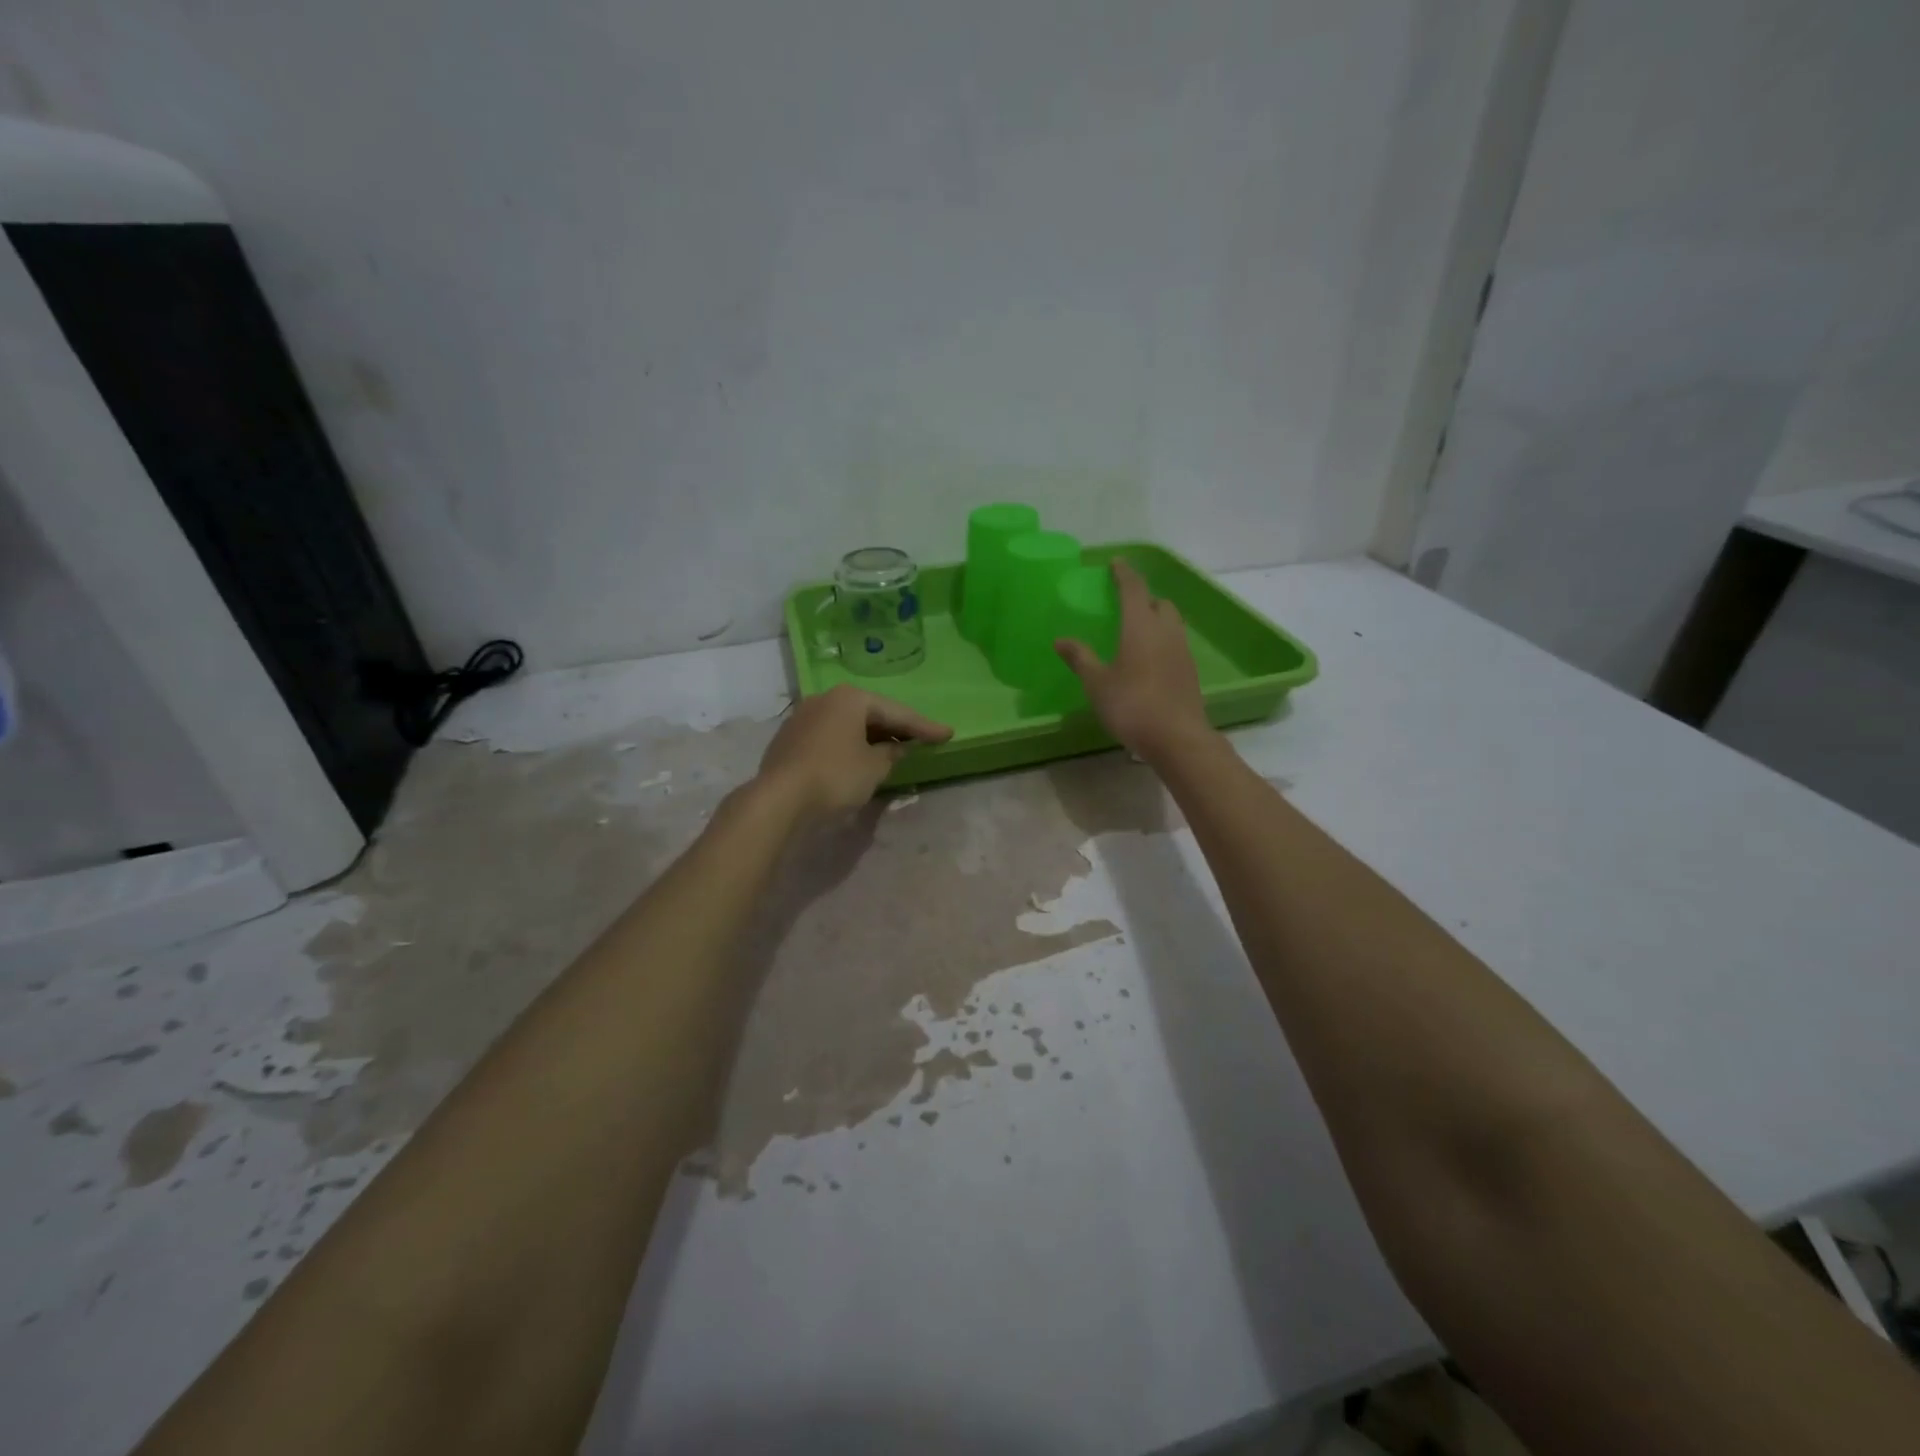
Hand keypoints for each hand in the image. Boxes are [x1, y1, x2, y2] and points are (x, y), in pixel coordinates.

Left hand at [755, 684, 951, 821]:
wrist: (779, 799)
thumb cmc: (835, 776)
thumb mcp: (874, 767)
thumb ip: (892, 754)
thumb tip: (897, 749)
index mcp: (851, 698)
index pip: (897, 712)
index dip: (925, 727)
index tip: (948, 734)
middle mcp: (826, 698)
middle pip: (870, 713)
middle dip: (896, 729)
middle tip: (922, 740)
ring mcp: (804, 716)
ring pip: (848, 724)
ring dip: (871, 737)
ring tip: (894, 751)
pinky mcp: (790, 738)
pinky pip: (830, 736)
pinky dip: (849, 745)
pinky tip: (859, 758)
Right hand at [1055, 558, 1212, 762]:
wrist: (1177, 738)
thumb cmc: (1131, 706)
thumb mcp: (1097, 683)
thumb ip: (1080, 658)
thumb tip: (1060, 640)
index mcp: (1140, 627)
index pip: (1134, 589)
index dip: (1124, 574)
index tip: (1117, 563)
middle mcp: (1165, 631)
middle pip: (1159, 603)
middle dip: (1143, 597)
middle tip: (1125, 603)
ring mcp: (1182, 651)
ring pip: (1171, 622)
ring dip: (1156, 618)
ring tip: (1137, 629)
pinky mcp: (1190, 671)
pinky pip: (1176, 643)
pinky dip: (1162, 640)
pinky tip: (1149, 658)